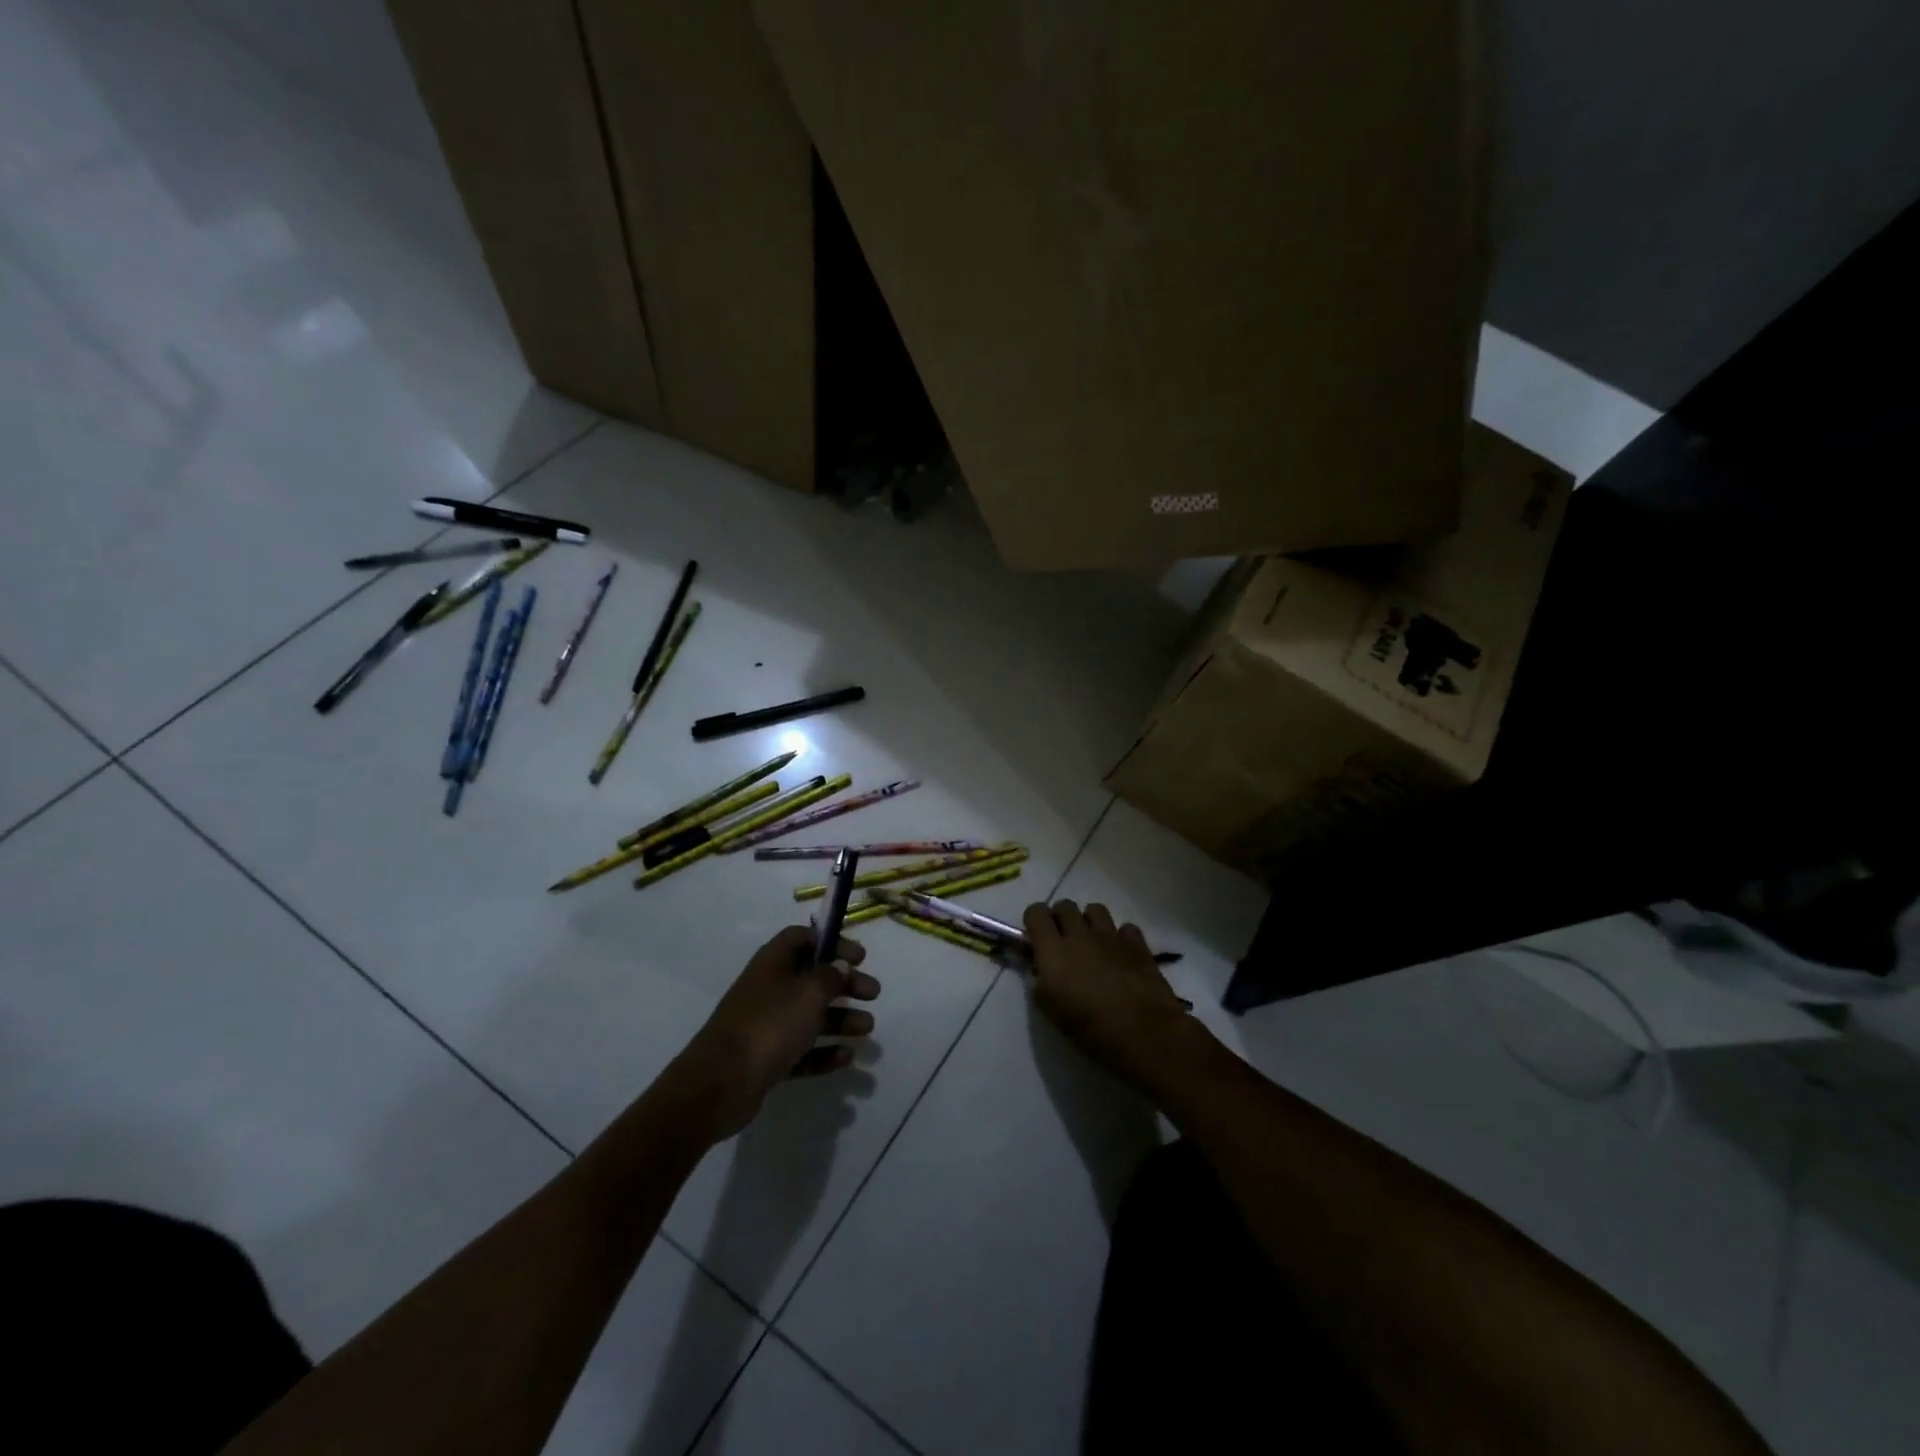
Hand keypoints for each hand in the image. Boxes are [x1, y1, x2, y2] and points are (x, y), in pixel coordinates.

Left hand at [673, 926, 880, 1140]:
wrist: (720, 1084)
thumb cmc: (770, 1025)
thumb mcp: (809, 993)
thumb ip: (830, 976)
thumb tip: (838, 966)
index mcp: (774, 963)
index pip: (804, 938)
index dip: (832, 942)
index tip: (859, 957)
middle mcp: (769, 989)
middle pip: (812, 978)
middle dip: (845, 984)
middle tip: (873, 994)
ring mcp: (765, 1025)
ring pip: (809, 1016)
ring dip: (840, 1019)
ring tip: (867, 1029)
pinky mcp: (765, 1059)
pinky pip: (801, 1050)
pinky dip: (823, 1052)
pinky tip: (846, 1057)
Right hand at [1024, 900, 1193, 1091]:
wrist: (1145, 1035)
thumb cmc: (1092, 1029)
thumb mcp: (1053, 1013)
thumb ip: (1041, 985)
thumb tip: (1041, 972)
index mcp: (1054, 951)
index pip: (1036, 912)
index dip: (1034, 921)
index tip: (1037, 939)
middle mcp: (1080, 934)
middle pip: (1064, 905)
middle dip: (1061, 919)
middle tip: (1064, 943)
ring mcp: (1111, 935)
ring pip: (1094, 909)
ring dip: (1089, 922)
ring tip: (1093, 944)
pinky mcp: (1138, 943)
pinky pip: (1124, 927)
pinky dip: (1120, 937)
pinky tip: (1121, 955)